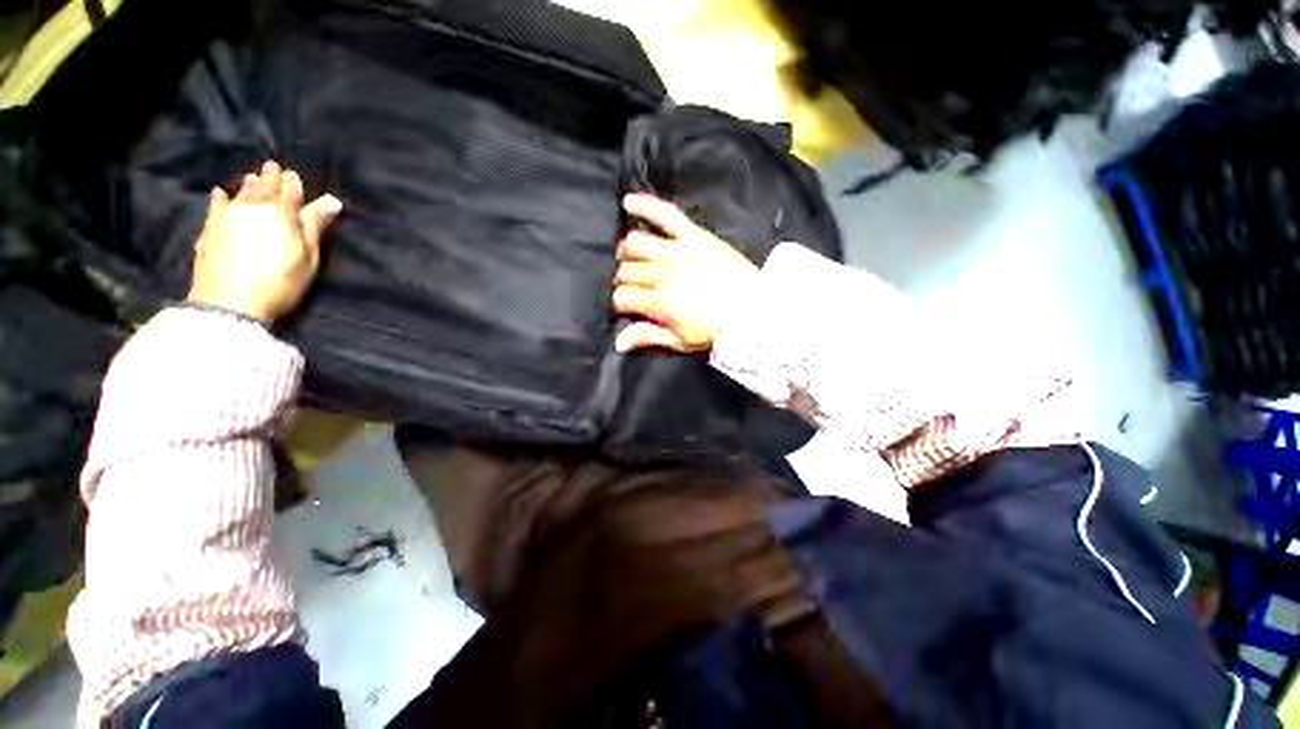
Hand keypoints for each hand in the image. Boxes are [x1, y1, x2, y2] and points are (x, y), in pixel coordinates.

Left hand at [187, 161, 342, 322]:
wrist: (230, 302)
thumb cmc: (280, 281)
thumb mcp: (307, 256)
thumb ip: (316, 225)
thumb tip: (332, 200)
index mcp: (280, 212)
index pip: (289, 191)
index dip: (293, 183)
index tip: (293, 174)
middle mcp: (251, 207)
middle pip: (262, 188)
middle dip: (269, 177)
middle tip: (273, 167)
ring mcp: (226, 216)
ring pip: (240, 193)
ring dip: (248, 184)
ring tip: (253, 177)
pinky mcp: (209, 229)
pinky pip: (215, 206)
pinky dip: (220, 198)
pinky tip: (220, 193)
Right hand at [612, 194, 758, 352]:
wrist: (754, 310)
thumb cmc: (716, 330)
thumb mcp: (680, 341)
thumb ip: (647, 337)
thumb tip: (618, 343)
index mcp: (659, 302)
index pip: (622, 296)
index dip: (620, 302)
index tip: (627, 306)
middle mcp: (663, 273)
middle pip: (626, 271)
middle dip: (623, 280)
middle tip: (632, 285)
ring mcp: (678, 251)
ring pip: (635, 243)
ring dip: (626, 251)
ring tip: (630, 258)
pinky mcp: (695, 236)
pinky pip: (666, 214)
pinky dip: (645, 205)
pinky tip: (628, 201)